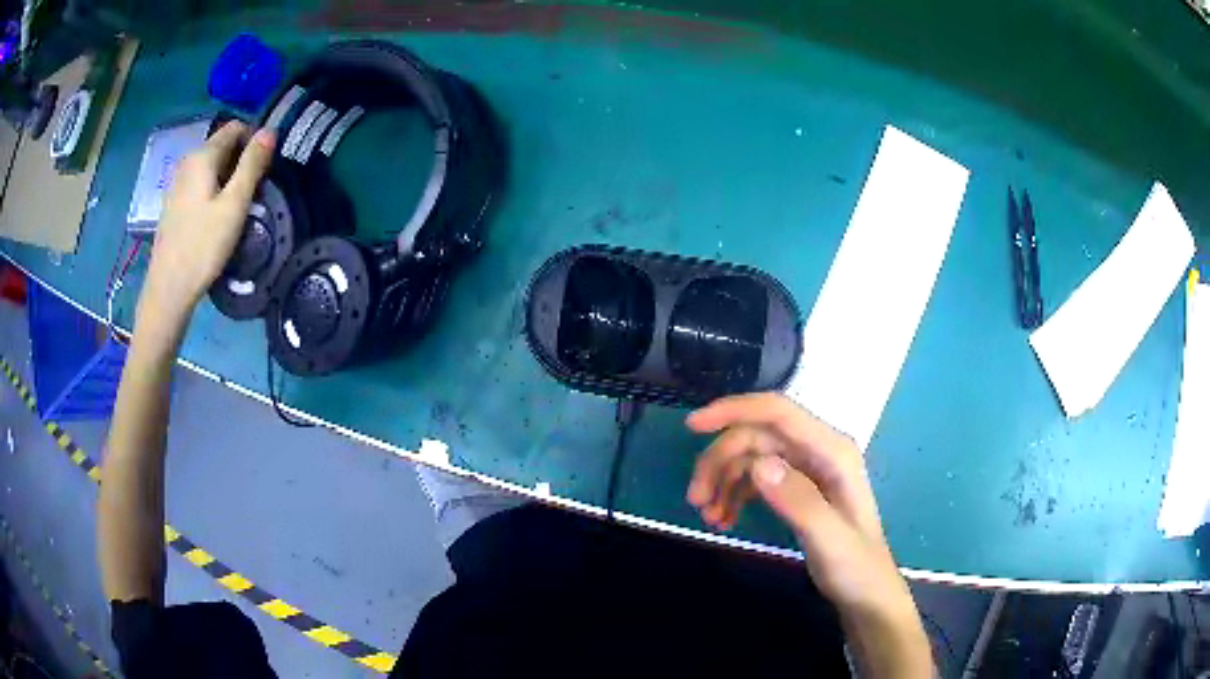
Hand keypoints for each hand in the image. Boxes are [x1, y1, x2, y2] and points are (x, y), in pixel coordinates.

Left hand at [139, 121, 273, 331]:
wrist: (168, 289)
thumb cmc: (203, 246)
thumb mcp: (234, 204)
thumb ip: (252, 164)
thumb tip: (270, 130)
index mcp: (202, 156)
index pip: (235, 128)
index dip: (254, 140)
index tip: (264, 168)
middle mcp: (187, 162)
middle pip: (222, 146)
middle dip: (241, 160)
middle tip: (253, 192)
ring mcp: (177, 183)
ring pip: (210, 166)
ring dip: (227, 177)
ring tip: (236, 208)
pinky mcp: (173, 203)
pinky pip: (199, 184)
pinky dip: (212, 191)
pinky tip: (215, 218)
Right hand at [686, 393, 931, 675]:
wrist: (866, 593)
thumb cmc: (855, 567)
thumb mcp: (829, 540)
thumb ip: (798, 501)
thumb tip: (758, 465)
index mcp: (832, 451)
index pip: (778, 412)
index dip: (733, 411)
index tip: (692, 426)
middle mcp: (818, 451)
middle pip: (757, 435)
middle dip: (720, 461)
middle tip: (694, 500)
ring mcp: (807, 468)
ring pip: (751, 456)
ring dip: (723, 480)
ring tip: (707, 516)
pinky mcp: (797, 487)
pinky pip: (756, 478)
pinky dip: (734, 493)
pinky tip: (723, 519)